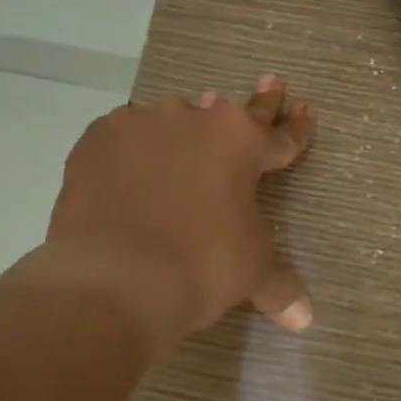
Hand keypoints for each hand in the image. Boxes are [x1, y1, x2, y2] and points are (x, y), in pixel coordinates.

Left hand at [44, 77, 316, 342]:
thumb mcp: (251, 273)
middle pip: (228, 112)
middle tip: (270, 81)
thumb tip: (305, 318)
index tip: (304, 108)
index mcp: (241, 143)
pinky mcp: (95, 141)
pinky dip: (130, 152)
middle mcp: (193, 120)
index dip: (296, 126)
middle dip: (255, 101)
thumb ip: (279, 287)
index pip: (280, 135)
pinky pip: (121, 138)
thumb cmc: (202, 266)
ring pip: (169, 122)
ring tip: (176, 154)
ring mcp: (140, 125)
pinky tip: (125, 170)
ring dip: (180, 135)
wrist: (116, 277)